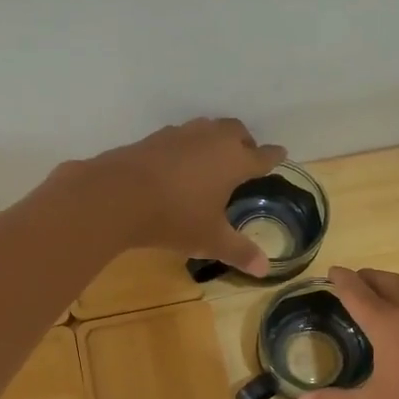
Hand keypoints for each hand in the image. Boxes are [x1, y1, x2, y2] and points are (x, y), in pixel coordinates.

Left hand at [77, 118, 286, 273]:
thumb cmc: (175, 217)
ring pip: (208, 128)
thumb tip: (264, 270)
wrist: (117, 196)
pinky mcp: (155, 138)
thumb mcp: (210, 240)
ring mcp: (182, 135)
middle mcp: (212, 140)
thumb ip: (239, 251)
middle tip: (247, 157)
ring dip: (216, 139)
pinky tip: (180, 163)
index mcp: (234, 161)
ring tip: (214, 158)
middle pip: (237, 131)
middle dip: (246, 142)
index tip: (281, 154)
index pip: (262, 156)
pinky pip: (182, 136)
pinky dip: (189, 146)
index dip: (274, 156)